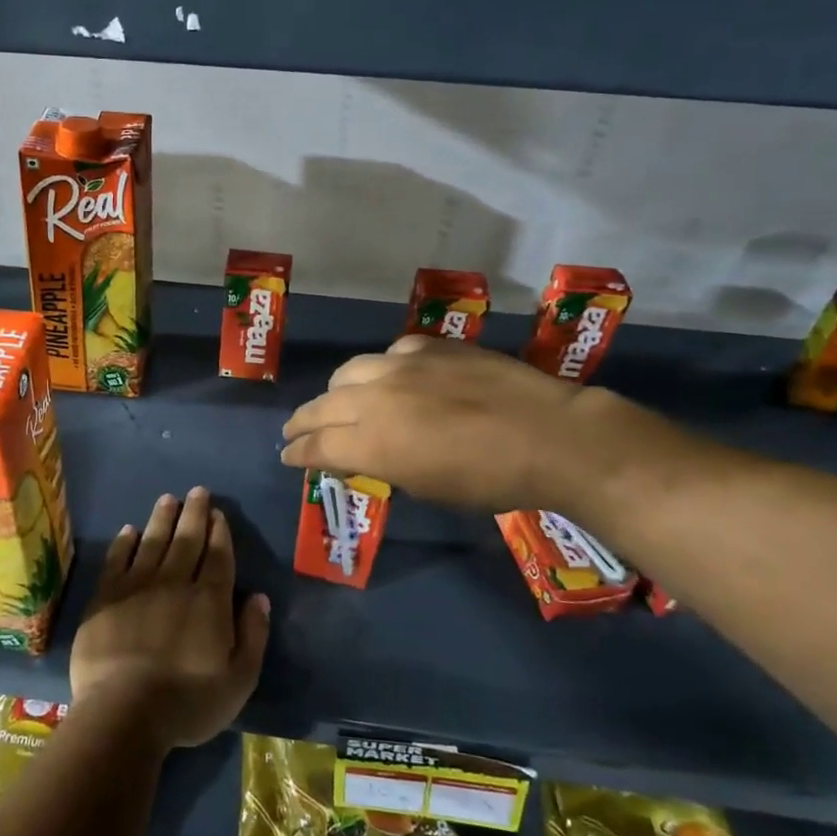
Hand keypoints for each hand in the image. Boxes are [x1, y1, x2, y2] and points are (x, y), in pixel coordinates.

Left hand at [69, 488, 270, 751]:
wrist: (124, 712)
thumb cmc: (188, 702)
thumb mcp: (239, 680)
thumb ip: (253, 635)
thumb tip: (259, 597)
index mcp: (209, 601)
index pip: (217, 556)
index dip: (219, 532)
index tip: (219, 513)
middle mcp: (175, 583)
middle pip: (187, 540)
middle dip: (195, 513)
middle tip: (198, 491)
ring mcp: (137, 587)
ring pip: (153, 541)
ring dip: (162, 518)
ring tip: (169, 499)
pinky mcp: (106, 597)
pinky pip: (117, 559)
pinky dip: (124, 542)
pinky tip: (129, 530)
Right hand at [280, 335, 611, 514]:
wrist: (549, 436)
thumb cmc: (490, 481)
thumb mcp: (426, 488)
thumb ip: (384, 467)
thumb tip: (363, 458)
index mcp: (372, 444)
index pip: (316, 446)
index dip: (297, 453)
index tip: (287, 456)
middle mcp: (374, 400)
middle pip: (321, 406)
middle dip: (302, 421)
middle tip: (294, 430)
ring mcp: (400, 367)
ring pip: (349, 372)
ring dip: (337, 391)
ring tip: (339, 400)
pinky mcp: (428, 347)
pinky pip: (390, 355)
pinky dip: (383, 370)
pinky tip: (394, 378)